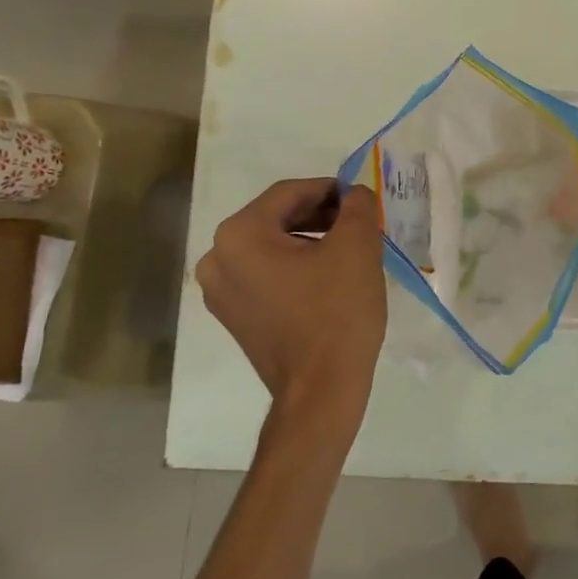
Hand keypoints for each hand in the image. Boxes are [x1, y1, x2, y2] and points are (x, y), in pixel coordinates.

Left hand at [196, 179, 386, 417]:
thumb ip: (357, 206)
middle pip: (276, 218)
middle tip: (357, 222)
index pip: (289, 193)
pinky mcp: (234, 316)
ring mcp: (220, 292)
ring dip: (309, 240)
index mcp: (239, 236)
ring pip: (271, 247)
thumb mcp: (358, 247)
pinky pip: (266, 275)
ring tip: (347, 250)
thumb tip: (354, 194)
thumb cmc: (337, 312)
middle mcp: (217, 259)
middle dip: (319, 215)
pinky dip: (295, 267)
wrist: (321, 389)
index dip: (329, 189)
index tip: (360, 198)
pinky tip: (326, 278)